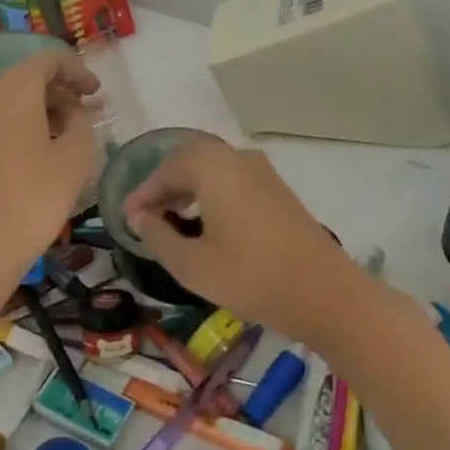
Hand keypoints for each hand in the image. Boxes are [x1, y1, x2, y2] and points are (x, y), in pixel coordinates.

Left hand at [0, 49, 99, 294]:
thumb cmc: (31, 200)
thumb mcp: (74, 161)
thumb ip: (82, 125)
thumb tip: (75, 114)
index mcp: (13, 90)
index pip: (48, 59)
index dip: (77, 70)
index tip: (96, 93)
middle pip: (26, 78)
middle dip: (59, 91)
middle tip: (84, 117)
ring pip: (8, 101)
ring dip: (39, 111)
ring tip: (64, 138)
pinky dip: (18, 127)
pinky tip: (35, 156)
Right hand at [123, 139, 353, 345]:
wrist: (324, 292)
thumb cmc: (249, 276)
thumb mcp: (191, 264)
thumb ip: (158, 236)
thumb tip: (140, 217)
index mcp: (211, 166)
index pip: (165, 171)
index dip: (142, 194)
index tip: (126, 218)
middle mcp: (236, 157)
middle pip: (189, 162)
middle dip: (164, 188)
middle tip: (146, 217)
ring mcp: (262, 172)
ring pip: (213, 170)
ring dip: (188, 190)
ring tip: (172, 222)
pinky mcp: (277, 190)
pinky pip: (233, 181)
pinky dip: (212, 195)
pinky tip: (206, 225)